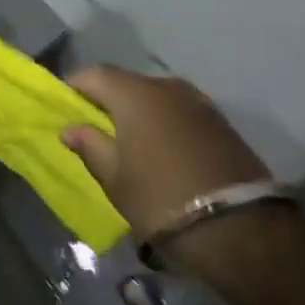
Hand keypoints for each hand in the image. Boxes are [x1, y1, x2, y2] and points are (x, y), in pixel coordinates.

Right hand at [61, 67, 268, 237]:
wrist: (240, 230)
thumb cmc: (160, 199)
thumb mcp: (115, 179)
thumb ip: (90, 146)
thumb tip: (70, 129)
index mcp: (134, 94)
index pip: (95, 74)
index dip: (76, 86)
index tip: (64, 105)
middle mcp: (167, 87)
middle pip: (128, 83)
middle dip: (110, 100)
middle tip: (96, 126)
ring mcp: (199, 103)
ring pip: (158, 98)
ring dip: (142, 112)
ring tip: (131, 140)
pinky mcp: (222, 124)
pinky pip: (181, 114)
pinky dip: (167, 124)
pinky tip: (164, 149)